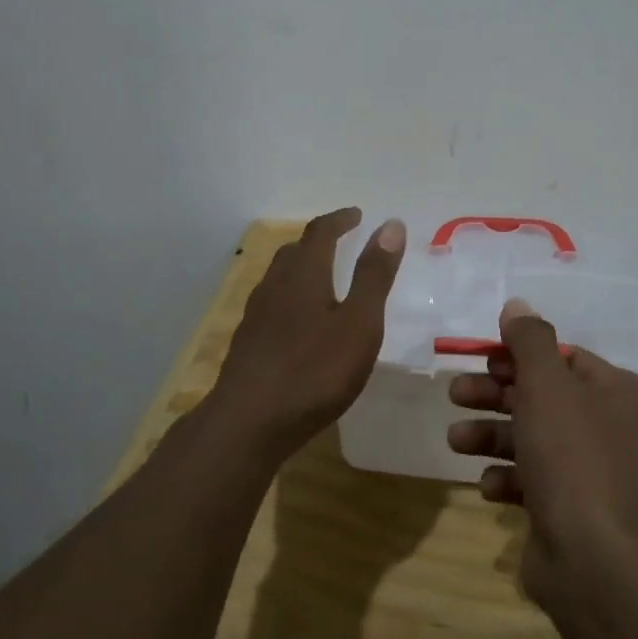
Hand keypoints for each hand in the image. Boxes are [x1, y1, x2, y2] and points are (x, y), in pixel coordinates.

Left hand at [210, 208, 404, 461]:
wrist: (249, 423)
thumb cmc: (314, 372)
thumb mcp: (359, 323)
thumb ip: (374, 275)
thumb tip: (390, 225)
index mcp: (303, 275)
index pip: (320, 232)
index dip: (340, 219)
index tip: (357, 214)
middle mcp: (274, 287)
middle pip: (294, 252)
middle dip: (318, 242)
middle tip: (340, 243)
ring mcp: (255, 316)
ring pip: (278, 279)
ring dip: (300, 269)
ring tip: (321, 280)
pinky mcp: (246, 344)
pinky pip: (271, 306)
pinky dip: (289, 299)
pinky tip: (297, 325)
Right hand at [447, 298, 637, 611]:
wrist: (592, 560)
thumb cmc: (572, 456)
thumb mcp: (546, 385)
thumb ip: (529, 340)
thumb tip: (517, 304)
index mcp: (623, 393)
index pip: (565, 359)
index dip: (519, 356)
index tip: (481, 358)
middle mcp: (616, 429)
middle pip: (544, 397)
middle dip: (495, 396)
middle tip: (455, 393)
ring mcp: (596, 472)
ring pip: (533, 438)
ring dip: (491, 436)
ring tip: (455, 441)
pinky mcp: (574, 509)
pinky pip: (535, 480)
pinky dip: (508, 477)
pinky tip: (489, 485)